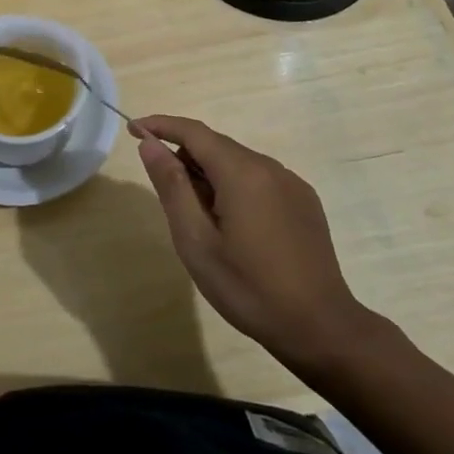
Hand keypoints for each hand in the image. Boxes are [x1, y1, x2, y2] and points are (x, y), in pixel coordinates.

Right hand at [133, 114, 374, 373]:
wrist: (320, 328)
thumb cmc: (248, 287)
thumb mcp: (196, 241)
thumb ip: (171, 186)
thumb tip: (150, 144)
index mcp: (242, 172)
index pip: (194, 131)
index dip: (161, 125)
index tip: (133, 128)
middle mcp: (269, 167)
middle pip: (216, 146)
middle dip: (185, 156)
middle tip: (165, 193)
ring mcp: (291, 184)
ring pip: (238, 162)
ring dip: (210, 174)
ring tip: (199, 218)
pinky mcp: (304, 202)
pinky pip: (260, 179)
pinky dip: (235, 186)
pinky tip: (233, 226)